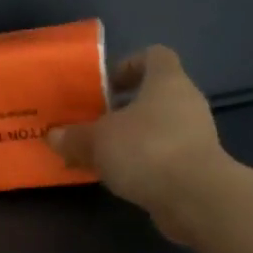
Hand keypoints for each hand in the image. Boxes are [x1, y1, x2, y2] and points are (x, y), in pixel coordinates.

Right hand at [47, 45, 238, 244]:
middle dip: (124, 107)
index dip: (129, 65)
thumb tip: (53, 135)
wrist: (195, 197)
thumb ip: (74, 136)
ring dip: (133, 137)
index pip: (154, 55)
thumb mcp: (97, 140)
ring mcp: (197, 135)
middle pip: (155, 94)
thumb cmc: (146, 150)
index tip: (105, 85)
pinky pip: (165, 154)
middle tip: (96, 122)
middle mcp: (187, 102)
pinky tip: (121, 177)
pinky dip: (145, 161)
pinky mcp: (199, 165)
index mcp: (167, 81)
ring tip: (104, 154)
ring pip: (160, 126)